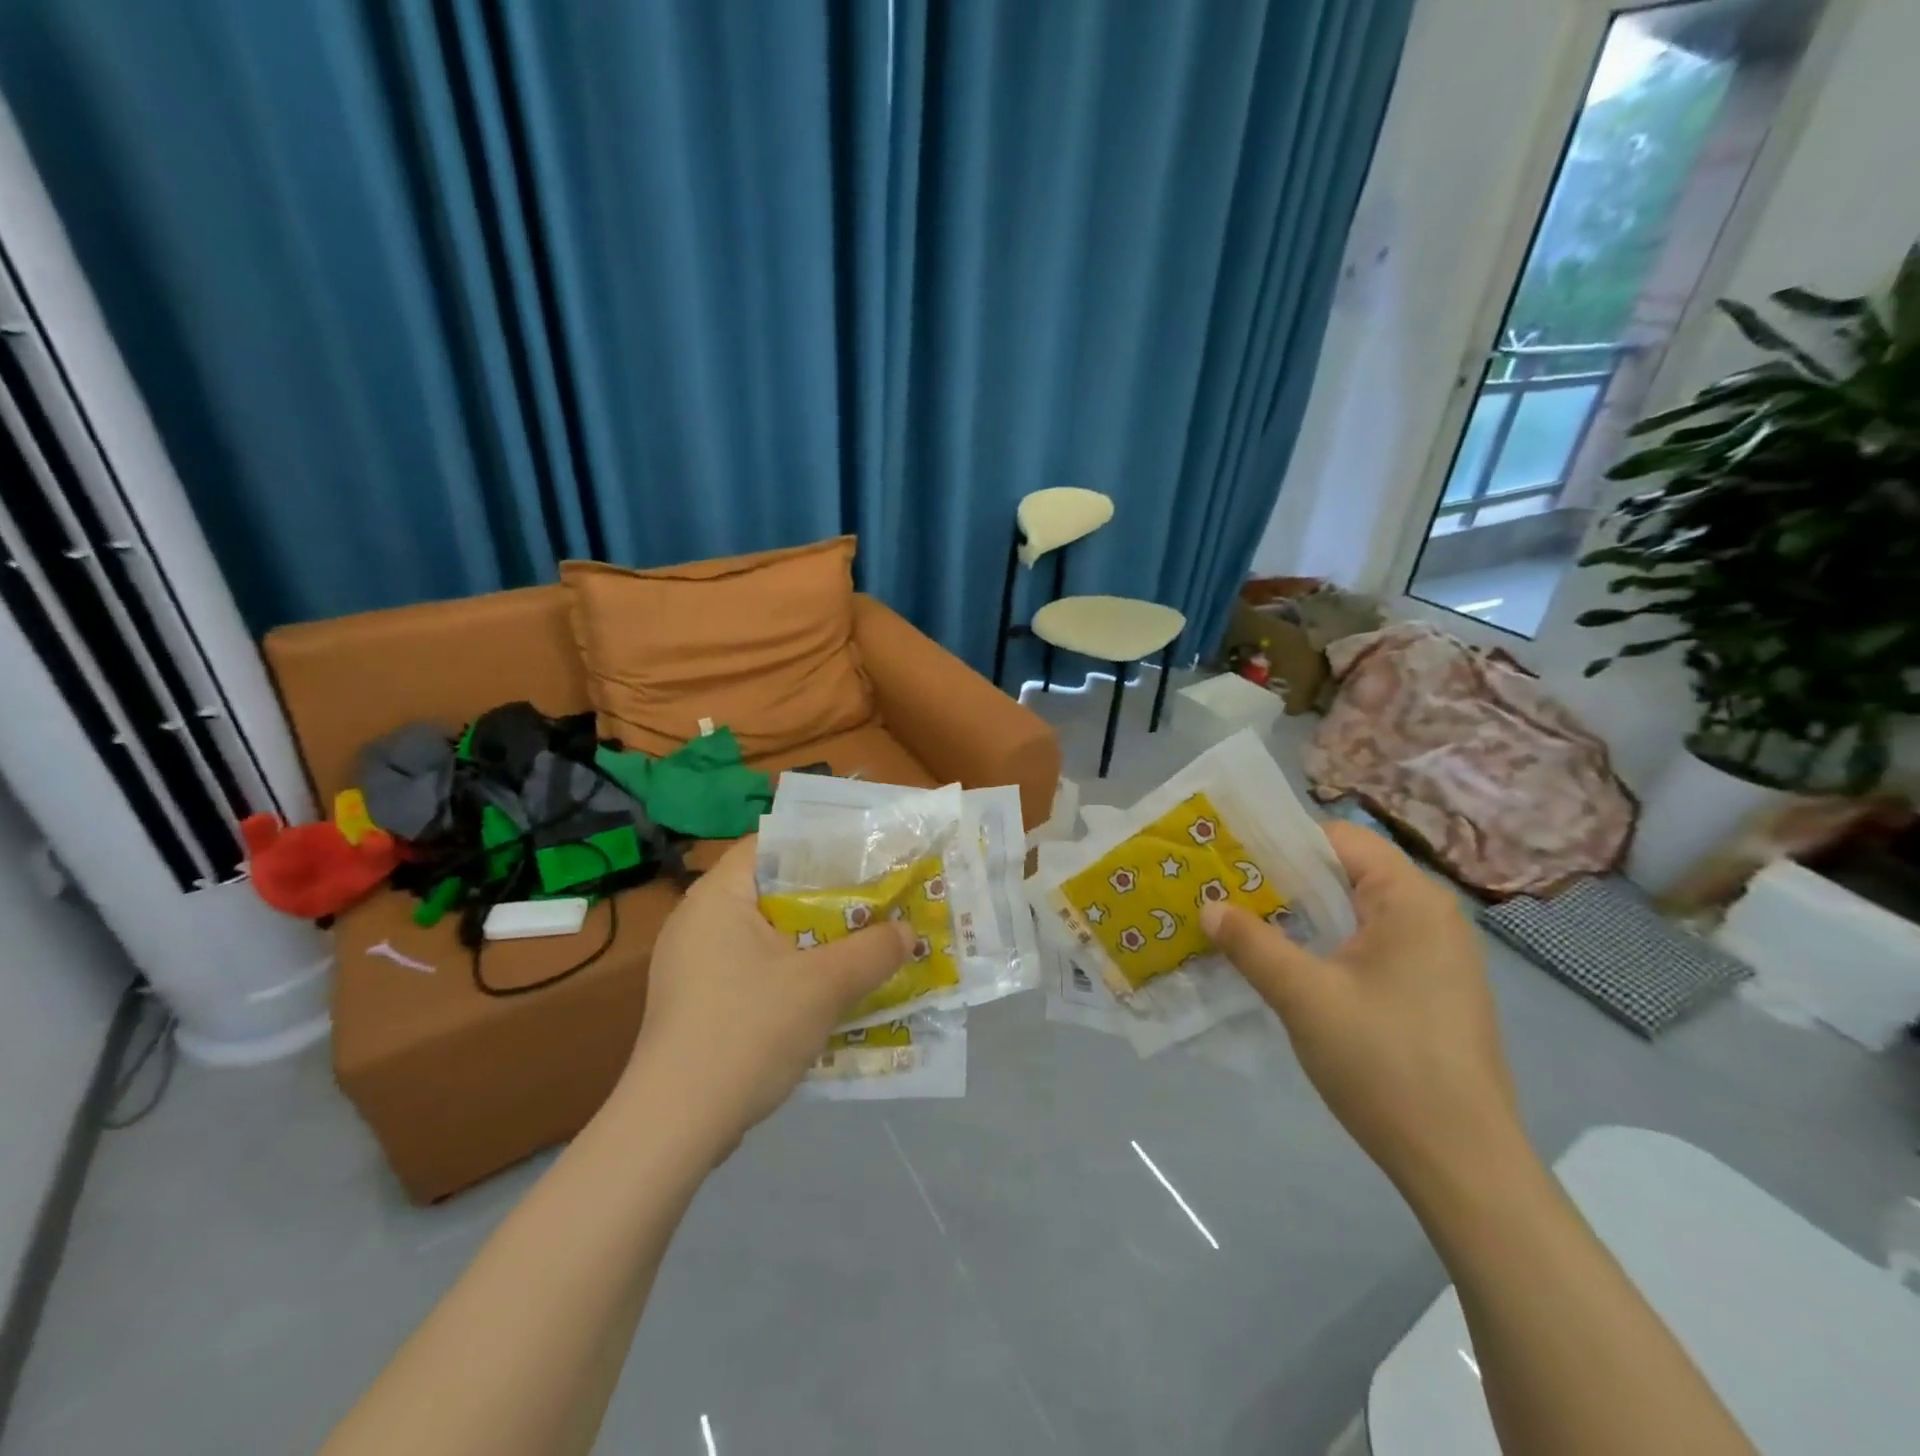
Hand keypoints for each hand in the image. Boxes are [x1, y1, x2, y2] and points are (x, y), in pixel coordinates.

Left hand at [623, 837, 911, 1149]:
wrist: (675, 1127)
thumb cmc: (748, 1031)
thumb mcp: (825, 986)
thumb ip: (873, 950)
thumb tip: (908, 931)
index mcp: (718, 896)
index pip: (771, 843)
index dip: (820, 845)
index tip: (864, 857)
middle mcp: (698, 921)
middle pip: (772, 890)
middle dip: (826, 898)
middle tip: (874, 902)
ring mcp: (692, 965)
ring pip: (766, 935)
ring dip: (813, 941)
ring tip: (860, 945)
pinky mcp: (695, 1004)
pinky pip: (752, 970)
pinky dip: (790, 973)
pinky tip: (825, 995)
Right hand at [1201, 822, 1527, 1201]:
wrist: (1462, 1164)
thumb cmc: (1384, 1063)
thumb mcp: (1303, 997)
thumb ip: (1252, 944)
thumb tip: (1209, 907)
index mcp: (1411, 900)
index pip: (1339, 839)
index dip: (1282, 842)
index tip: (1230, 858)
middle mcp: (1432, 915)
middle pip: (1347, 872)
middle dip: (1285, 879)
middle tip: (1227, 890)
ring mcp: (1438, 955)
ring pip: (1356, 911)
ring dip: (1304, 914)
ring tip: (1247, 924)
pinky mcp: (1434, 989)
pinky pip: (1372, 943)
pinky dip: (1329, 943)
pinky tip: (1292, 966)